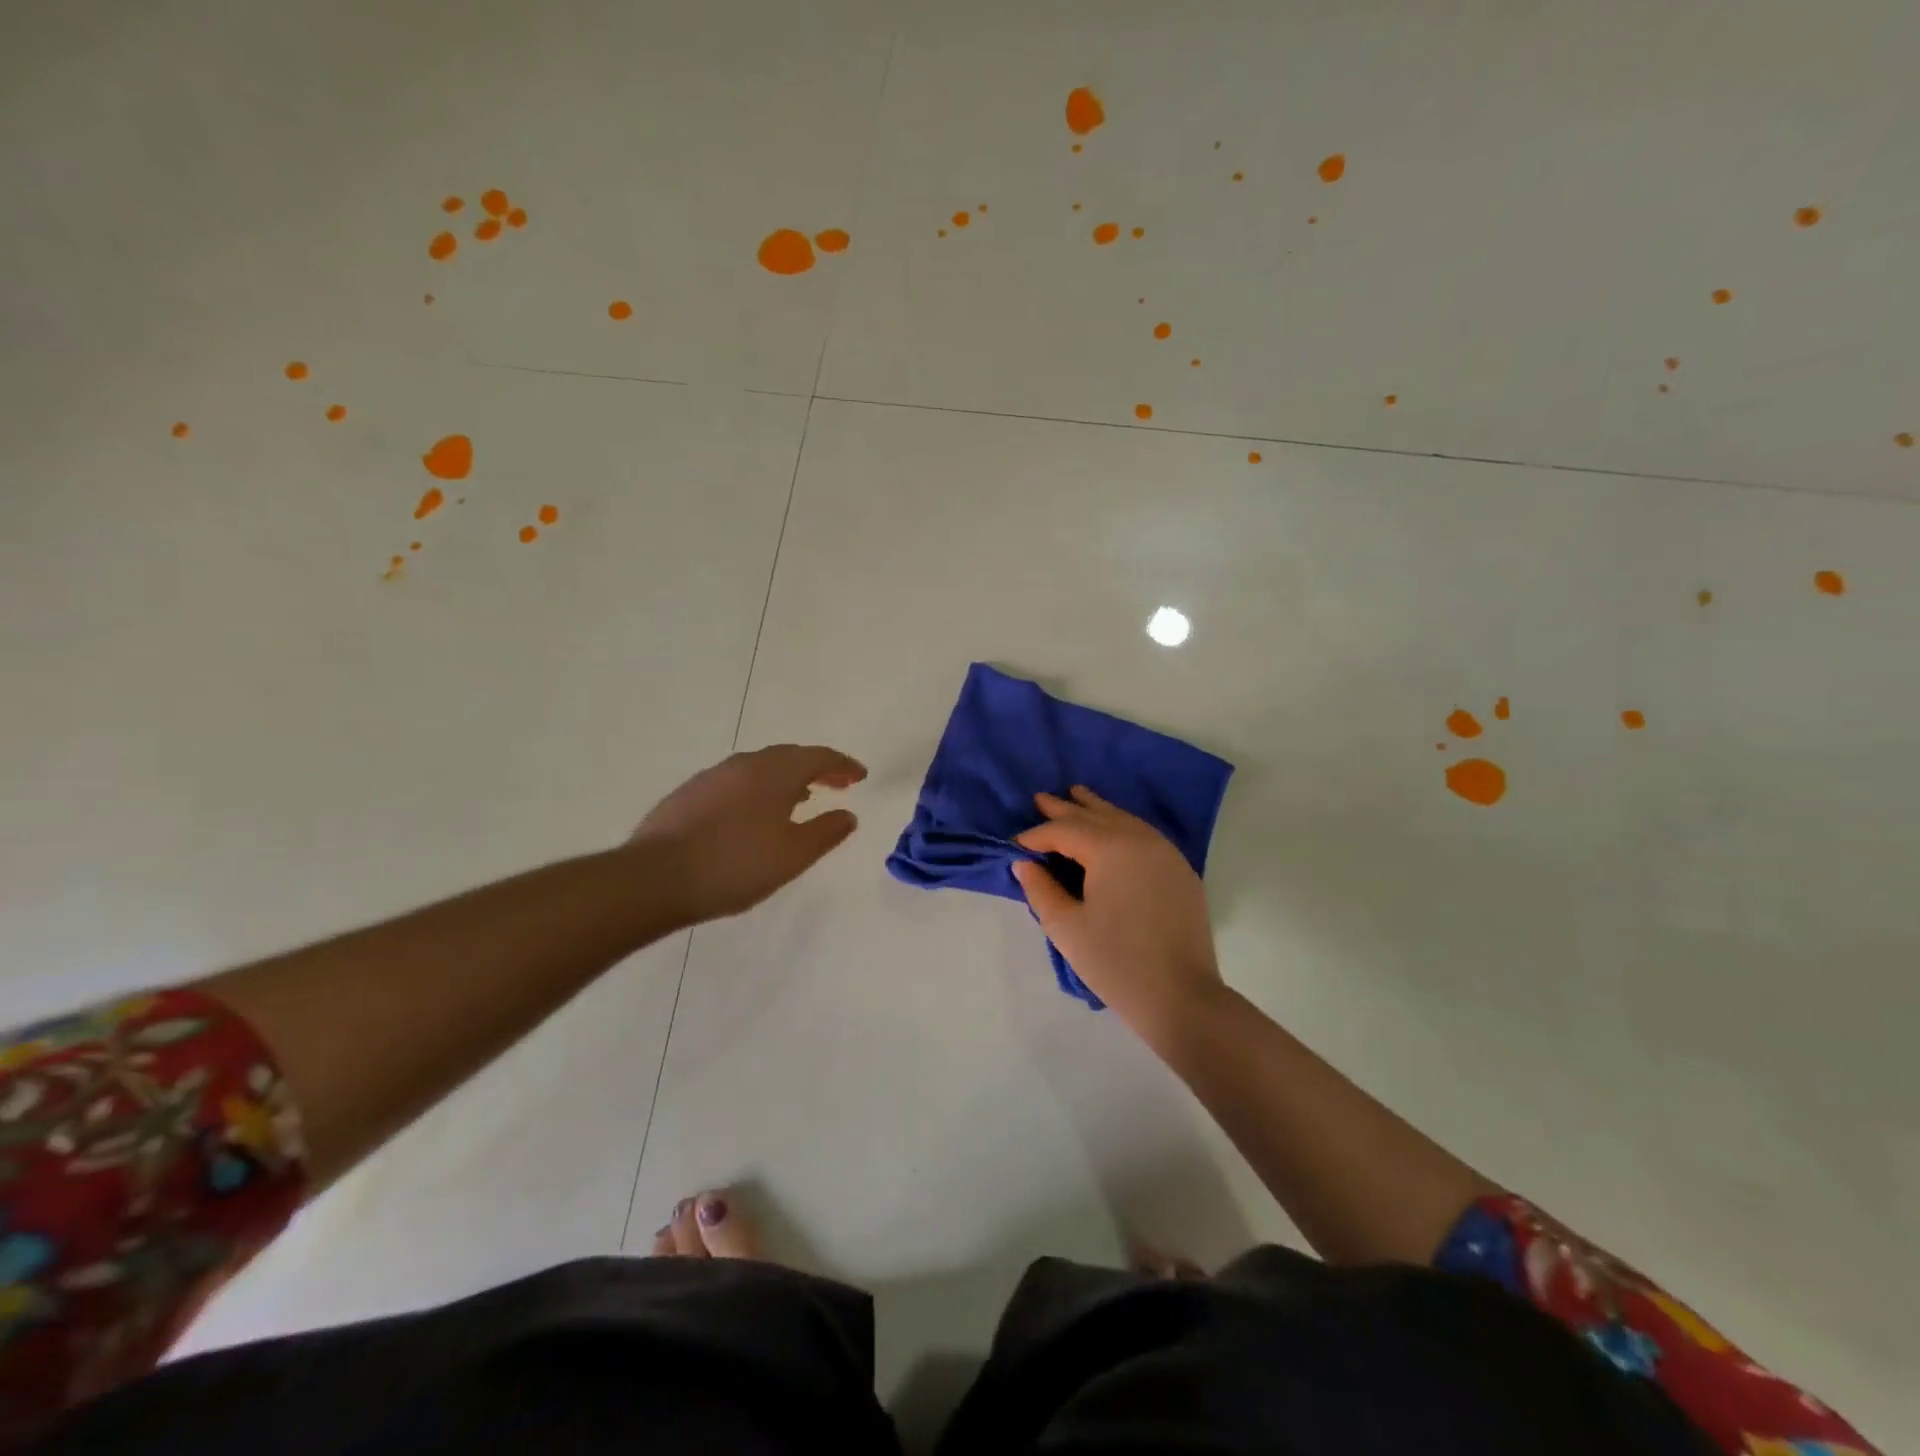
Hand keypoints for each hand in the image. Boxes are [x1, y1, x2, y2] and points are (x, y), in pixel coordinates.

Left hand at [632, 744, 866, 924]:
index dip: (843, 765)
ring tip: (801, 799)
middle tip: (836, 785)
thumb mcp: (793, 855)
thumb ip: (826, 832)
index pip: (819, 757)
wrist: (655, 878)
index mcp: (776, 772)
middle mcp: (746, 763)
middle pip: (790, 756)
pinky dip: (759, 788)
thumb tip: (849, 815)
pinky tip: (755, 813)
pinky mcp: (690, 793)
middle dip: (817, 768)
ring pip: (761, 767)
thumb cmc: (736, 865)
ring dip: (787, 778)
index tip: (860, 776)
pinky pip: (737, 781)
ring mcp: (713, 776)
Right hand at [1011, 787, 1224, 1038]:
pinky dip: (1122, 825)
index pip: (1066, 830)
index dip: (1037, 835)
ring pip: (1124, 819)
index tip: (1016, 843)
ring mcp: (1166, 853)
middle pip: (1096, 816)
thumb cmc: (1115, 962)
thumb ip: (1040, 889)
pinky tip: (1113, 830)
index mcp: (1111, 848)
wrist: (1180, 996)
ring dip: (1097, 809)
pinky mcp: (1181, 871)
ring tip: (1077, 796)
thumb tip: (1024, 863)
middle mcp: (1140, 839)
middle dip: (1066, 809)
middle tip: (1041, 798)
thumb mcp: (1065, 927)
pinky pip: (1145, 835)